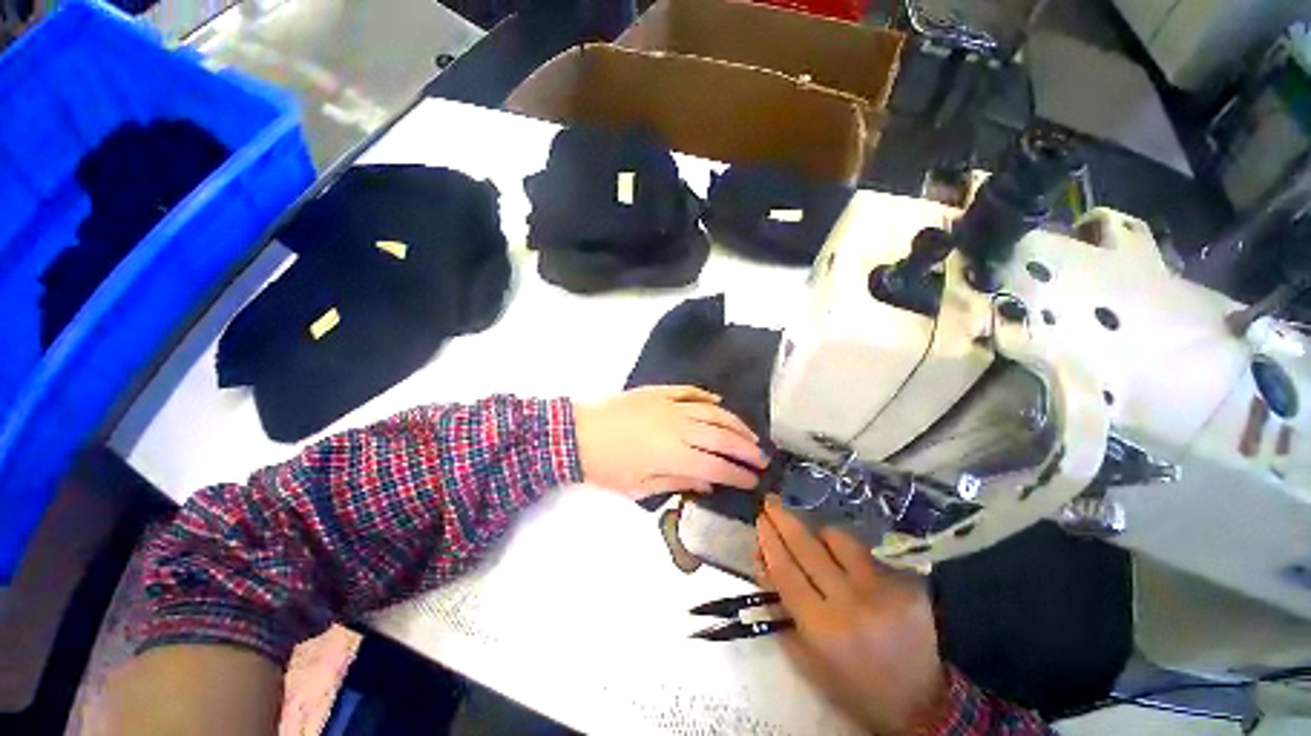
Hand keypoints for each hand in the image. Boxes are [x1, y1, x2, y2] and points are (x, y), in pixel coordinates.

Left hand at [573, 386, 766, 501]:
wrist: (578, 434)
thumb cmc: (608, 467)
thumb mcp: (640, 488)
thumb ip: (677, 483)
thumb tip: (708, 483)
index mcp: (673, 455)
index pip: (716, 465)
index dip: (738, 474)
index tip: (754, 480)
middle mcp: (678, 427)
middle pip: (721, 437)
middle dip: (746, 449)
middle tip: (762, 458)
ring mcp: (670, 405)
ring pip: (712, 411)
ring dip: (735, 423)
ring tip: (750, 435)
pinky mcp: (659, 392)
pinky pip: (690, 392)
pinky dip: (708, 397)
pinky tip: (720, 402)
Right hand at [757, 496, 947, 734]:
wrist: (918, 702)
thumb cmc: (850, 683)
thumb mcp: (804, 655)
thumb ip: (779, 606)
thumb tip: (762, 560)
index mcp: (823, 627)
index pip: (786, 570)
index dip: (769, 541)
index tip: (760, 518)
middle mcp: (852, 603)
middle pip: (808, 547)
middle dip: (784, 519)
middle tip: (771, 501)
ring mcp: (883, 589)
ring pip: (839, 539)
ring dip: (819, 532)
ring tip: (813, 536)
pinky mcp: (907, 583)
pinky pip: (866, 552)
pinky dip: (848, 550)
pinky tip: (845, 559)